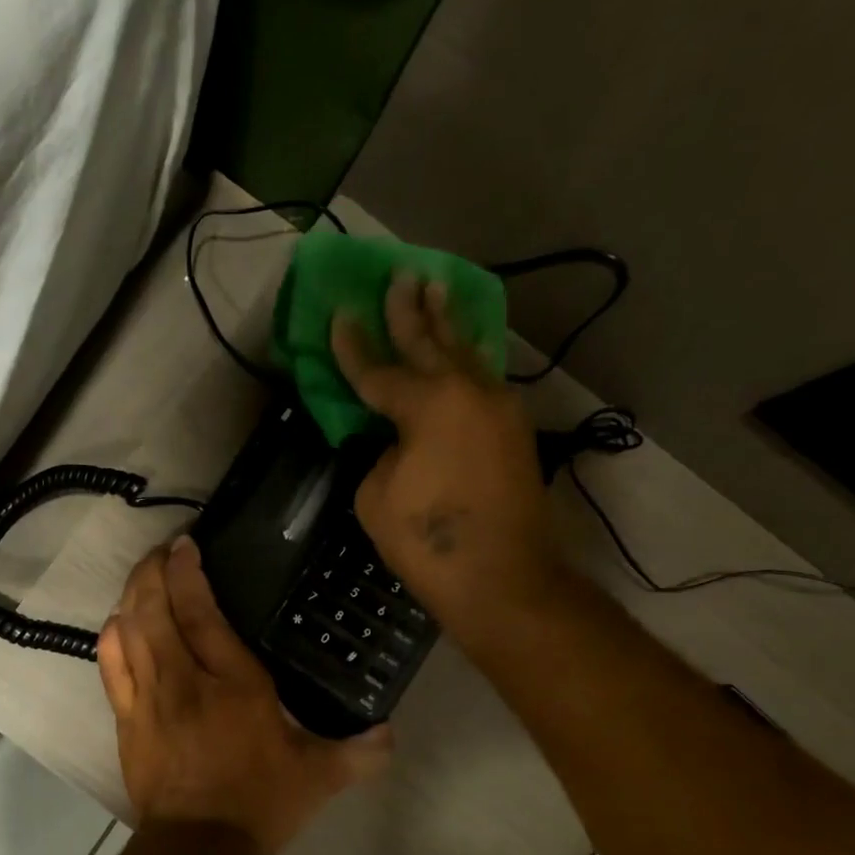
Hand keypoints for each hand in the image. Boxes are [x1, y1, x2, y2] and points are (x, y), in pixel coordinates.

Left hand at [98, 537, 389, 854]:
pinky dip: (112, 637)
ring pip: (129, 631)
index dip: (187, 574)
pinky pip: (110, 667)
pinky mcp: (126, 720)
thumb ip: (359, 751)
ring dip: (132, 596)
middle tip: (161, 551)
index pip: (201, 614)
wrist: (198, 849)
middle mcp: (184, 680)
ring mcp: (148, 698)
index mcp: (233, 684)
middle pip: (155, 610)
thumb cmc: (259, 803)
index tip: (185, 544)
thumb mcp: (319, 777)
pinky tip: (116, 621)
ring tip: (142, 576)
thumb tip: (392, 733)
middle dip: (152, 571)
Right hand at [331, 273, 567, 646]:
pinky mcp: (513, 433)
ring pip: (467, 355)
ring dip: (448, 324)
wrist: (502, 578)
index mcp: (427, 406)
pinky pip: (485, 381)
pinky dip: (470, 359)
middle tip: (401, 275)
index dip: (353, 346)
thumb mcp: (376, 497)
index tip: (340, 314)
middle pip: (431, 344)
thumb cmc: (428, 541)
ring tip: (438, 289)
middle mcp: (468, 394)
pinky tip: (467, 348)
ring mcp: (498, 411)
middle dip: (411, 311)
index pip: (378, 371)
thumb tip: (399, 442)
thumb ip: (382, 454)